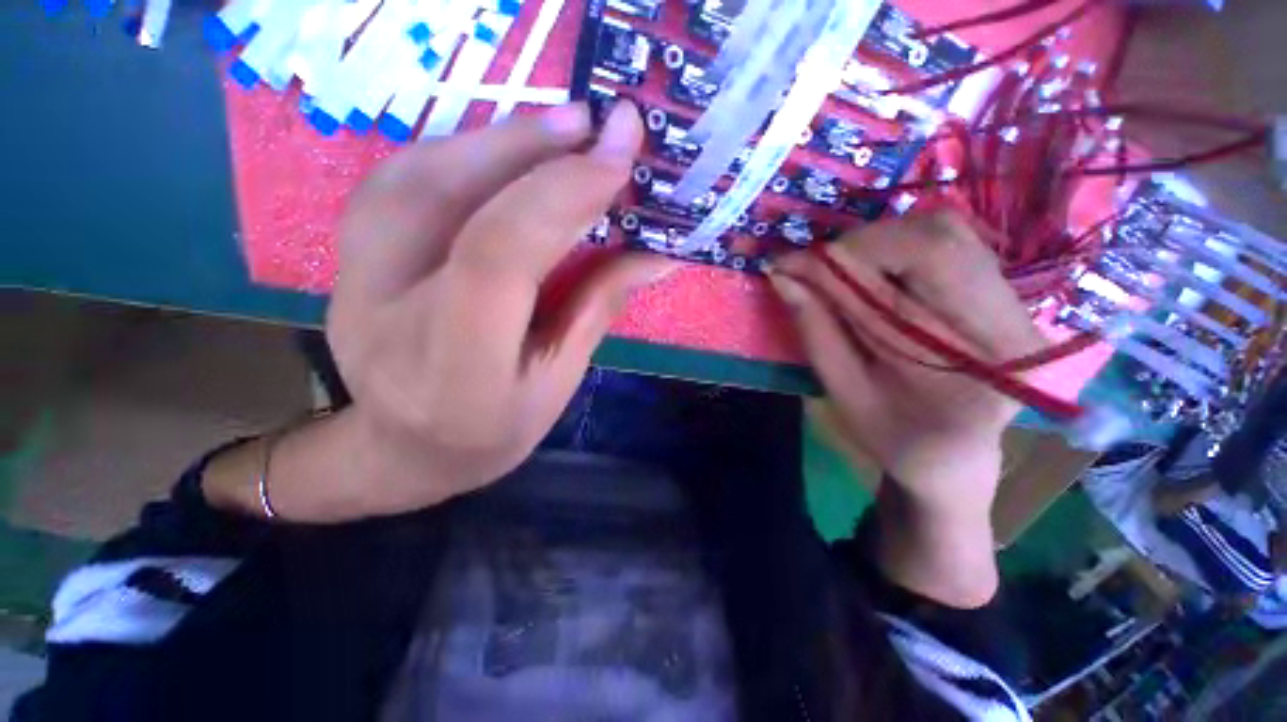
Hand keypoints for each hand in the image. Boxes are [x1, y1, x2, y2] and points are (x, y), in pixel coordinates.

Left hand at [207, 102, 672, 521]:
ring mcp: (352, 279)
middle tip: (590, 122)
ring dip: (494, 140)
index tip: (617, 156)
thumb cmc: (494, 430)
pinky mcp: (347, 258)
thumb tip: (654, 253)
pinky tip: (501, 150)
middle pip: (448, 203)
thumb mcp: (558, 382)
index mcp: (455, 365)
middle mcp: (387, 313)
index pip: (501, 257)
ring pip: (416, 178)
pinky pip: (400, 183)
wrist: (406, 450)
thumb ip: (598, 308)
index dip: (560, 197)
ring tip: (555, 127)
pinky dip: (457, 152)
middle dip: (527, 149)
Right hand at [771, 210, 1044, 605]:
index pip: (924, 260)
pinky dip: (892, 252)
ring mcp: (1011, 302)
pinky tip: (861, 275)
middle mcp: (1010, 316)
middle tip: (809, 267)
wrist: (960, 477)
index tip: (793, 266)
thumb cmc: (897, 451)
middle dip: (860, 241)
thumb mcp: (845, 398)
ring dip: (874, 245)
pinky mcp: (996, 298)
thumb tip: (784, 277)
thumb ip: (817, 332)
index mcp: (979, 356)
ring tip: (830, 272)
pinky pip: (945, 250)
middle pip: (939, 233)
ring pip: (944, 233)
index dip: (850, 254)